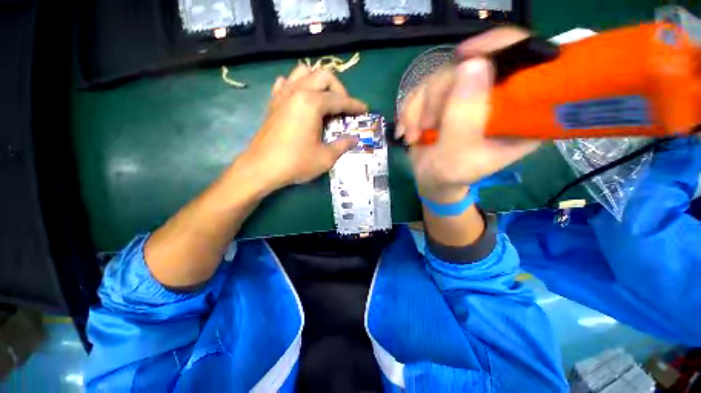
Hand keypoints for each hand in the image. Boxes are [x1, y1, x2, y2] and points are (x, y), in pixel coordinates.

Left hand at [239, 64, 367, 191]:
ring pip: (304, 72)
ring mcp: (283, 94)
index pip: (340, 100)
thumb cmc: (296, 163)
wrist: (262, 168)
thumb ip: (343, 145)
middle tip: (344, 108)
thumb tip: (354, 139)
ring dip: (319, 82)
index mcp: (312, 103)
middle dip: (339, 89)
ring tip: (325, 100)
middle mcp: (298, 91)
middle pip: (324, 76)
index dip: (355, 105)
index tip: (365, 109)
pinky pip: (287, 83)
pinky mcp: (274, 102)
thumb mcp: (325, 157)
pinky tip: (301, 99)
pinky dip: (298, 86)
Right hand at [398, 27, 540, 201]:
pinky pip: (422, 88)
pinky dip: (409, 110)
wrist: (431, 179)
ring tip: (414, 136)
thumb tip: (473, 63)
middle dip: (438, 97)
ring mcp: (468, 94)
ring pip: (440, 75)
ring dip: (418, 109)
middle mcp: (497, 95)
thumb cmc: (450, 175)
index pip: (525, 59)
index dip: (499, 45)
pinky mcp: (445, 97)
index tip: (466, 56)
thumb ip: (465, 117)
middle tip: (426, 126)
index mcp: (520, 111)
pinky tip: (406, 130)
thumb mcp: (459, 154)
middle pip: (471, 64)